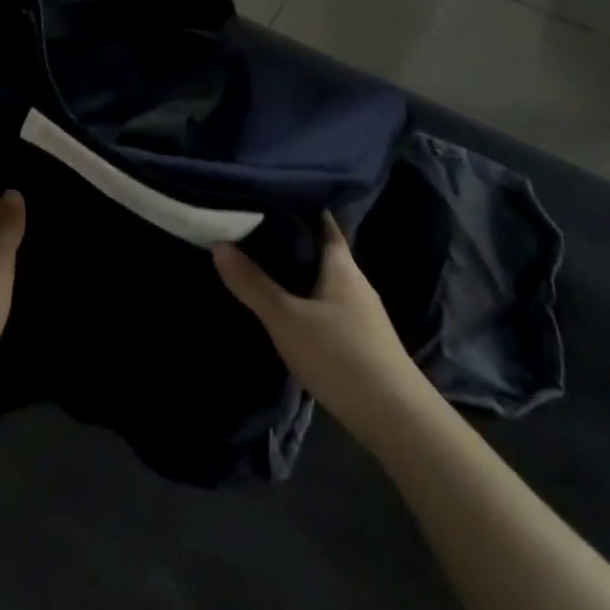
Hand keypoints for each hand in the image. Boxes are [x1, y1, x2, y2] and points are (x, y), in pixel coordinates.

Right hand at [213, 216, 425, 443]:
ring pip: (320, 277)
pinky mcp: (356, 334)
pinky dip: (300, 294)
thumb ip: (253, 284)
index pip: (321, 220)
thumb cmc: (339, 354)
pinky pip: (323, 300)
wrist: (391, 413)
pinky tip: (281, 304)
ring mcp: (358, 309)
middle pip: (318, 248)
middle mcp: (353, 279)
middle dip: (286, 237)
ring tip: (254, 262)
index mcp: (341, 264)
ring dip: (292, 269)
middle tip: (245, 228)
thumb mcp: (286, 319)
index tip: (262, 196)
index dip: (296, 205)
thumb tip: (219, 244)